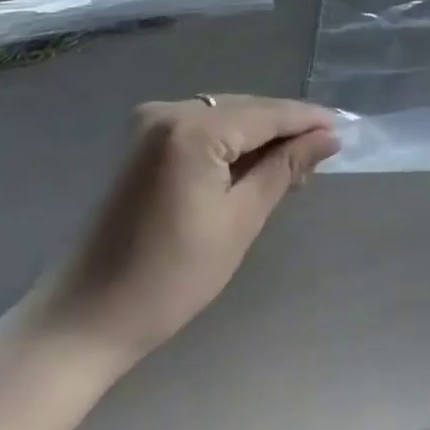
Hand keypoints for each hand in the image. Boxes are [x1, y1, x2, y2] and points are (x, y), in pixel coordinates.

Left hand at [26, 96, 338, 374]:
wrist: (83, 320)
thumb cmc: (169, 278)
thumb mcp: (239, 222)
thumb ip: (284, 168)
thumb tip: (327, 137)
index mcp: (192, 129)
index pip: (266, 113)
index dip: (308, 120)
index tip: (346, 129)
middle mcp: (169, 111)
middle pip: (246, 109)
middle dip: (285, 129)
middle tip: (324, 153)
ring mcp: (150, 123)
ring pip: (225, 116)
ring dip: (259, 137)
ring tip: (296, 163)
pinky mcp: (141, 141)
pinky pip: (202, 129)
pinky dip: (230, 144)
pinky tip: (253, 165)